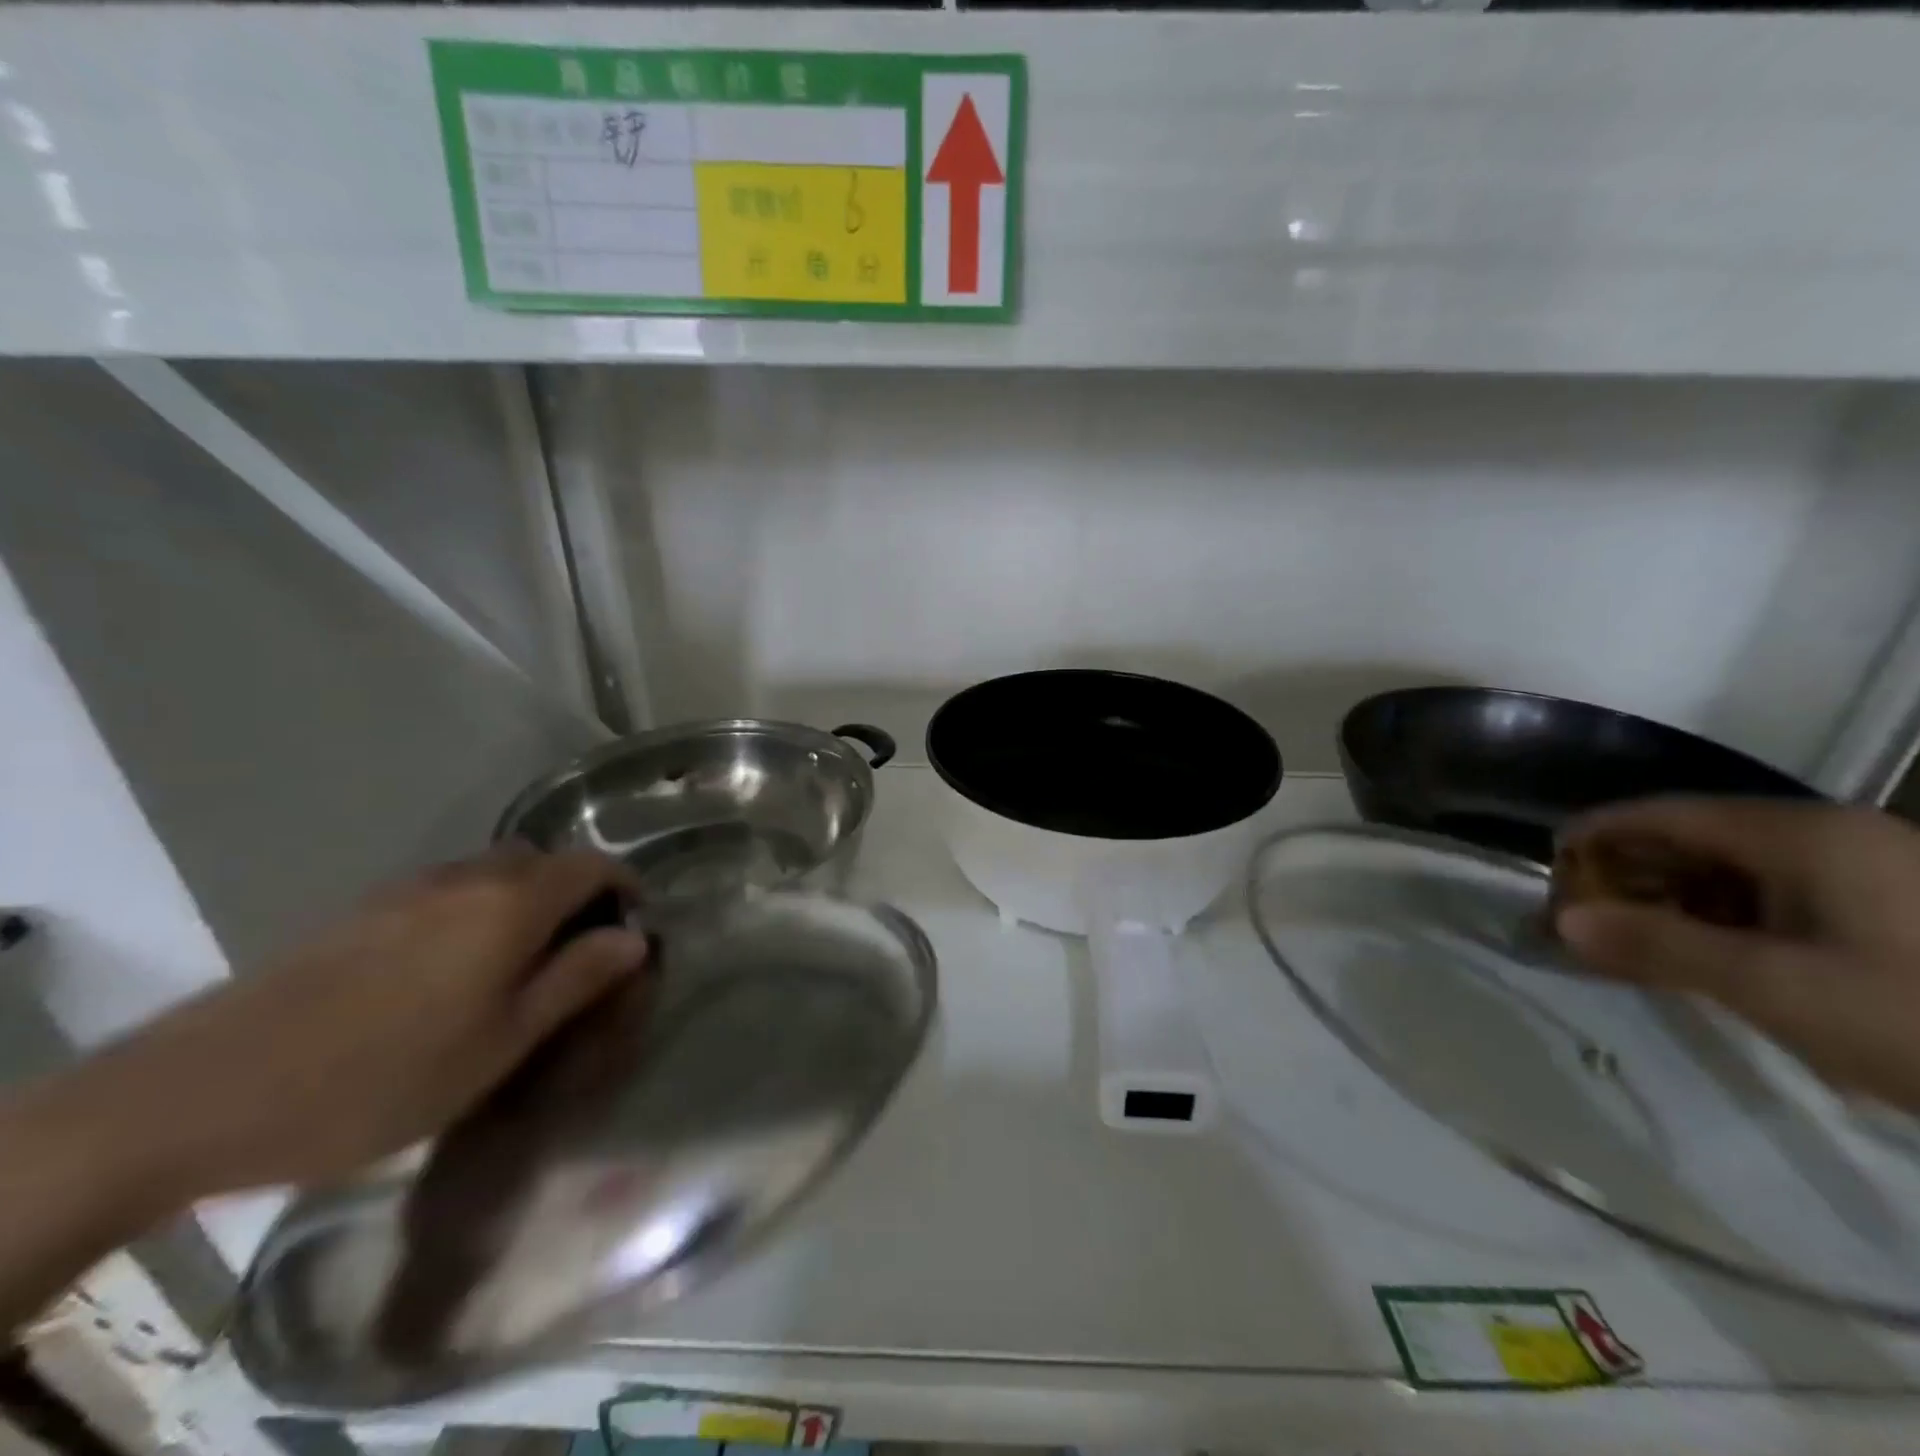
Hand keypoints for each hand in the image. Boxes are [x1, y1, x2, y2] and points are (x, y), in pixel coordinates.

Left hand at [72, 846, 649, 1203]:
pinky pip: (447, 890)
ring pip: (494, 872)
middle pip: (544, 861)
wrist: (202, 1092)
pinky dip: (476, 910)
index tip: (635, 928)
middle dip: (576, 892)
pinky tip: (448, 969)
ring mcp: (409, 888)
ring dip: (524, 900)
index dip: (626, 888)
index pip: (594, 866)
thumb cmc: (382, 1076)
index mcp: (511, 903)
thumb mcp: (501, 1043)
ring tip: (516, 965)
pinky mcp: (362, 910)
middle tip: (577, 952)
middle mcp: (467, 877)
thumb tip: (633, 939)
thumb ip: (576, 981)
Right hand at [1555, 798, 1919, 1110]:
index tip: (1549, 863)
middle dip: (1634, 871)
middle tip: (1585, 912)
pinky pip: (1783, 896)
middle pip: (1700, 837)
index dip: (1599, 832)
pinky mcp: (1895, 911)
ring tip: (1637, 937)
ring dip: (1678, 898)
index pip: (1667, 814)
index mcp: (1805, 835)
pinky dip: (1729, 917)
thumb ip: (1661, 948)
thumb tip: (1562, 924)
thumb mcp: (1777, 989)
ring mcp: (1874, 872)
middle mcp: (1836, 837)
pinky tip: (1713, 953)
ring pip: (1741, 869)